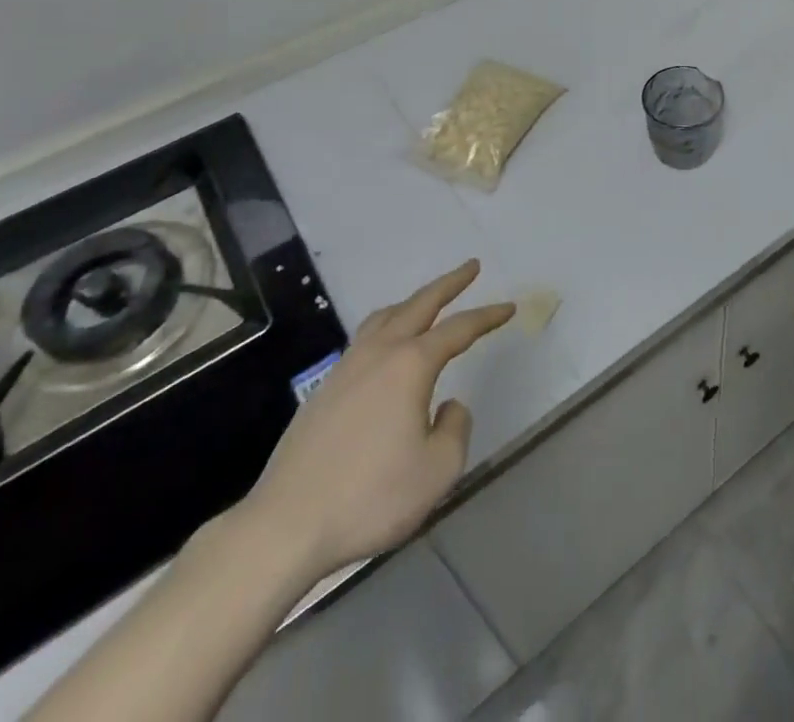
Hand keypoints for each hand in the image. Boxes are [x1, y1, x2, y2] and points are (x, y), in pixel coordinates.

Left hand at [237, 259, 513, 584]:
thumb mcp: (438, 470)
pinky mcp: (323, 391)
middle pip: (419, 305)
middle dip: (449, 283)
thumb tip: (448, 406)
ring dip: (412, 302)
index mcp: (411, 365)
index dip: (487, 316)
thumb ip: (456, 429)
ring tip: (428, 300)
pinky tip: (386, 348)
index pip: (459, 329)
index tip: (508, 307)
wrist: (284, 526)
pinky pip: (363, 339)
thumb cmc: (370, 496)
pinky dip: (386, 326)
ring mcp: (346, 369)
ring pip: (384, 317)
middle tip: (471, 267)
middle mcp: (379, 354)